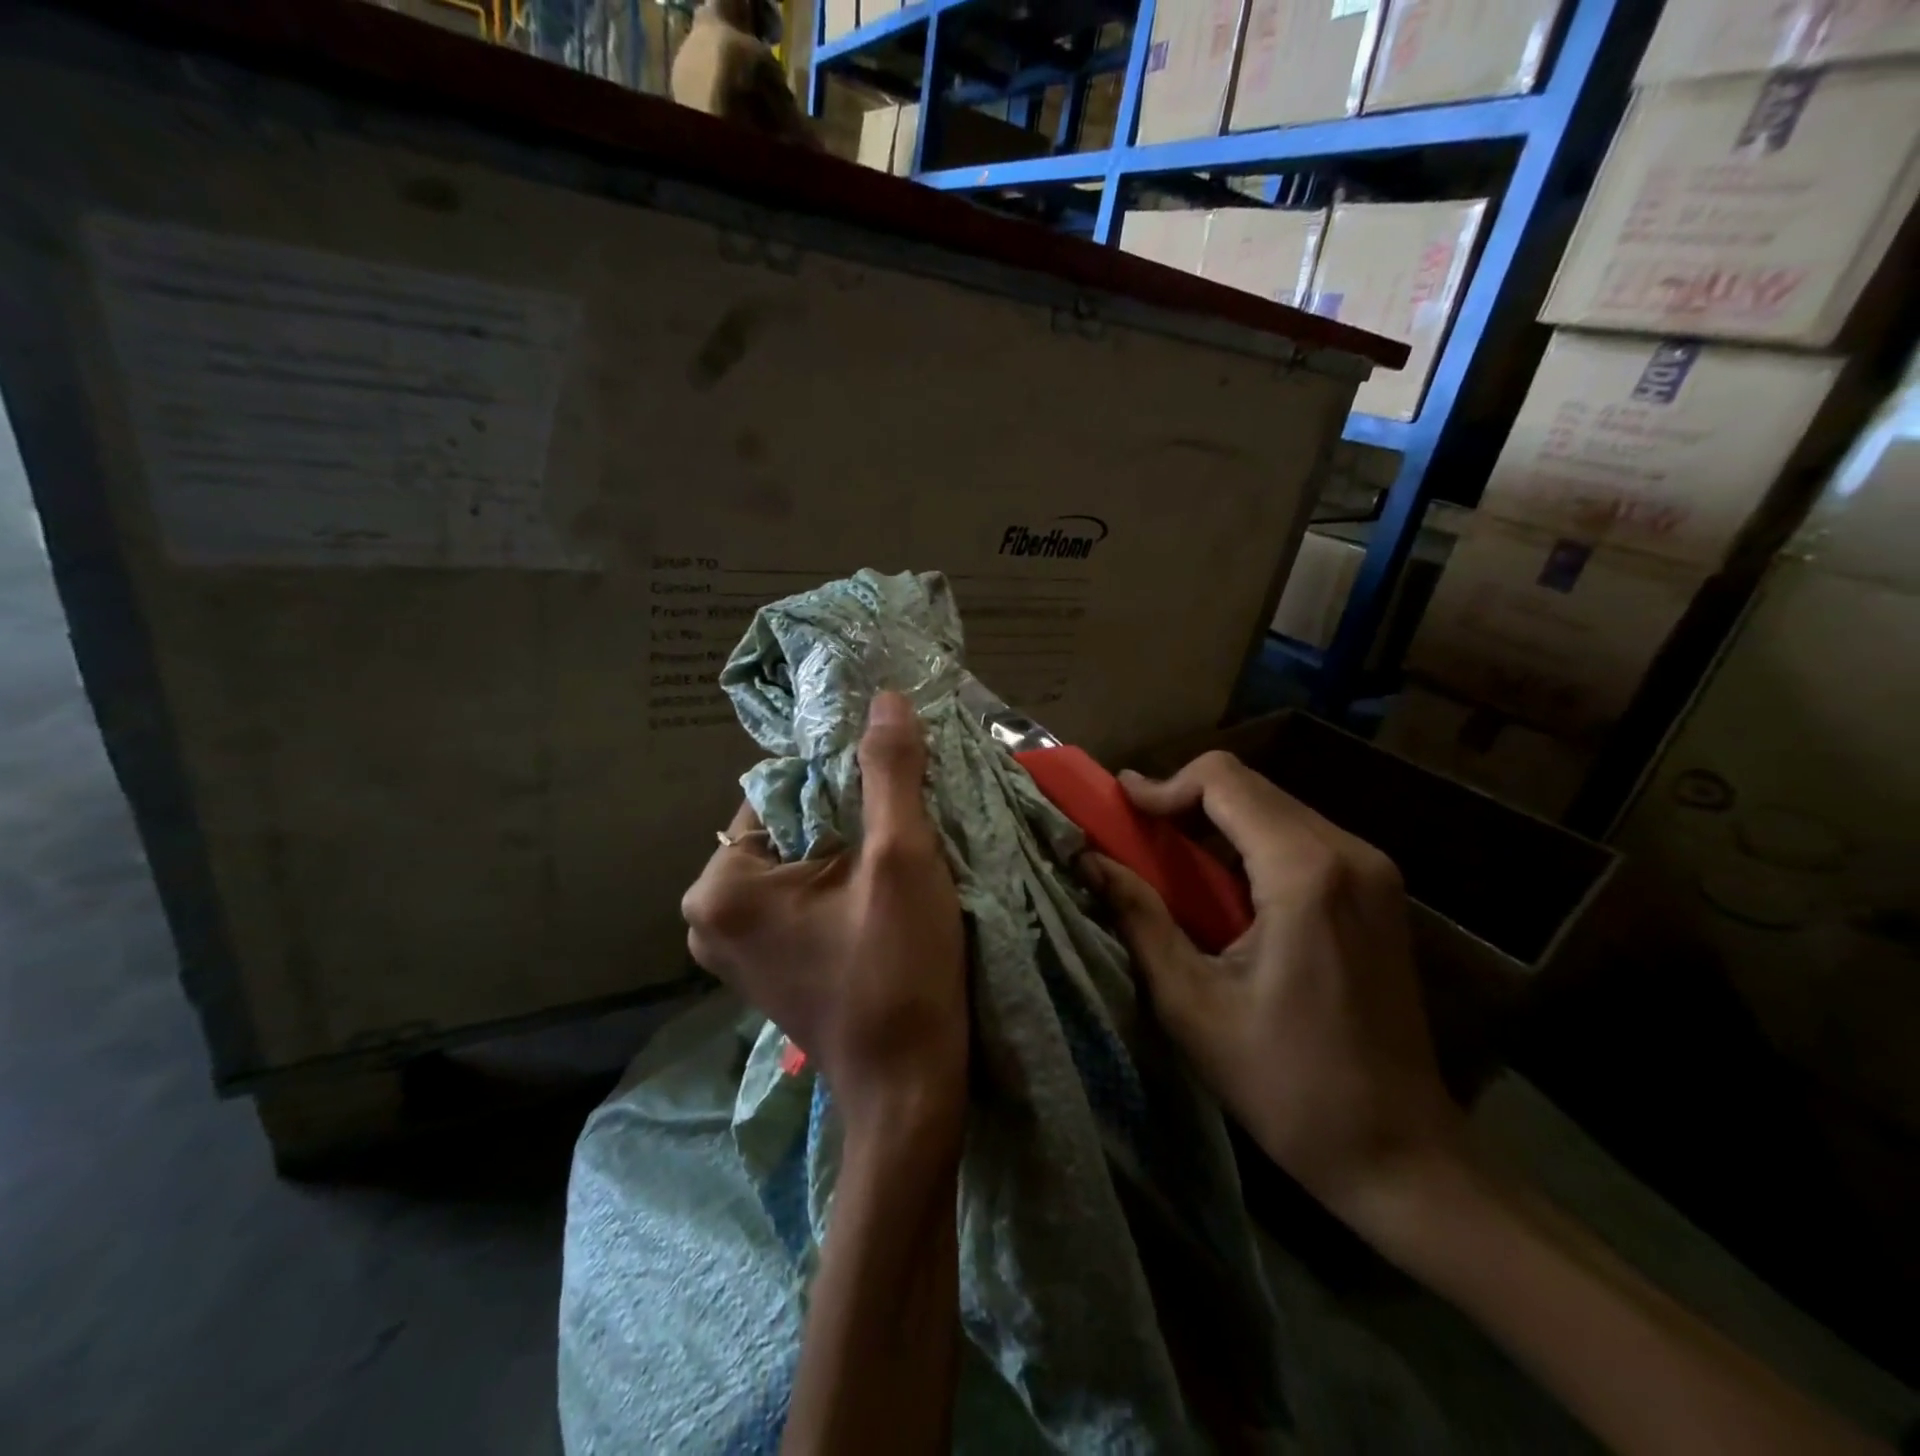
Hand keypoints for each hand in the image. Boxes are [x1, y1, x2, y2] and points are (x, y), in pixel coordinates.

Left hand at [681, 692, 967, 1138]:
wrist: (910, 1090)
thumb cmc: (900, 972)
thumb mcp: (901, 859)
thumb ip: (890, 771)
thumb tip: (885, 698)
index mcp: (720, 884)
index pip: (781, 788)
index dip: (843, 776)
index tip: (896, 784)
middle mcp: (707, 913)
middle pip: (788, 823)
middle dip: (848, 812)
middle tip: (906, 819)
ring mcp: (732, 945)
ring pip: (799, 858)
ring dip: (849, 845)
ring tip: (902, 853)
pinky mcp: (764, 962)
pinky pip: (800, 893)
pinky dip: (839, 879)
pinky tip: (883, 890)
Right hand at [1081, 751, 1462, 1238]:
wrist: (1400, 1152)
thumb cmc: (1286, 1084)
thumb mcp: (1191, 1003)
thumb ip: (1138, 917)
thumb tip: (1088, 859)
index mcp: (1304, 873)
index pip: (1224, 780)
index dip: (1164, 784)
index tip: (1121, 808)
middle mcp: (1349, 853)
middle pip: (1250, 787)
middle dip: (1185, 801)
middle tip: (1135, 835)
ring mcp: (1374, 870)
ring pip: (1276, 807)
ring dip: (1217, 821)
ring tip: (1169, 862)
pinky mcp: (1379, 891)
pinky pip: (1302, 837)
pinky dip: (1251, 843)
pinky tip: (1224, 887)